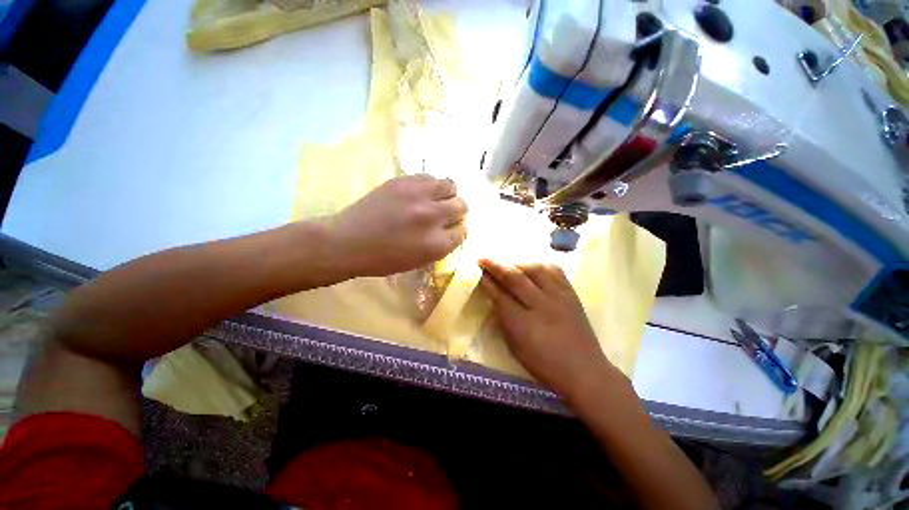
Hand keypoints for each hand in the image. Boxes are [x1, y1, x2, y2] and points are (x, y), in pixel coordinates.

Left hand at [325, 175, 467, 277]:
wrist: (348, 242)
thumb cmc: (384, 259)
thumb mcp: (419, 261)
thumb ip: (442, 245)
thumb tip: (454, 229)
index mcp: (436, 244)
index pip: (463, 231)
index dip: (458, 230)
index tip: (451, 230)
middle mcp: (432, 217)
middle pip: (462, 205)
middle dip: (457, 212)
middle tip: (445, 215)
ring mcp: (418, 195)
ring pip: (450, 185)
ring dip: (447, 194)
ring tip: (435, 200)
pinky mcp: (403, 181)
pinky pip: (429, 177)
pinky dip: (430, 186)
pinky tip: (419, 193)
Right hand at [479, 259, 622, 397]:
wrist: (585, 371)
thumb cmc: (544, 364)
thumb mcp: (515, 347)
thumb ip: (504, 320)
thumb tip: (495, 298)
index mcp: (523, 324)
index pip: (500, 296)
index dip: (487, 282)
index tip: (477, 272)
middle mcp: (541, 306)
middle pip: (515, 278)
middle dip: (496, 266)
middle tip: (483, 258)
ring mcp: (559, 297)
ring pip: (535, 270)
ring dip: (517, 264)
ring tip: (508, 264)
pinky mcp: (571, 293)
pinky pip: (554, 271)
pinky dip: (539, 265)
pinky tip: (532, 267)